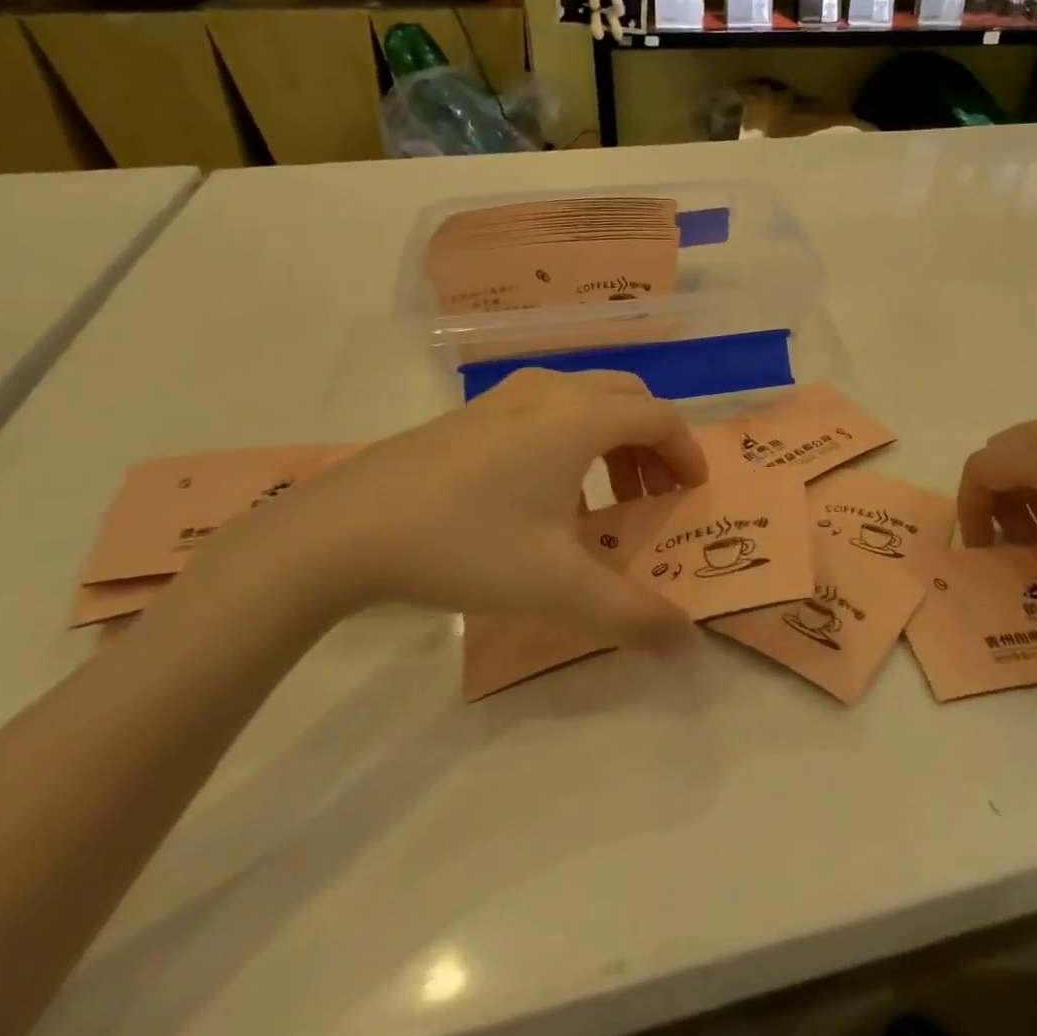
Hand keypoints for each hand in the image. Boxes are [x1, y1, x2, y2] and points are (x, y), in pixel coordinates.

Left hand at [211, 369, 707, 647]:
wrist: (342, 530)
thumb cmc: (466, 544)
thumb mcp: (558, 588)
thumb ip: (633, 615)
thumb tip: (688, 643)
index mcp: (581, 417)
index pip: (661, 418)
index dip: (687, 454)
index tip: (693, 494)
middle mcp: (550, 391)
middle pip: (627, 398)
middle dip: (652, 443)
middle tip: (654, 495)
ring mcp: (505, 396)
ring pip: (584, 401)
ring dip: (611, 441)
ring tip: (603, 502)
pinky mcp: (471, 413)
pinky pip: (545, 412)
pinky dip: (570, 441)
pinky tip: (543, 500)